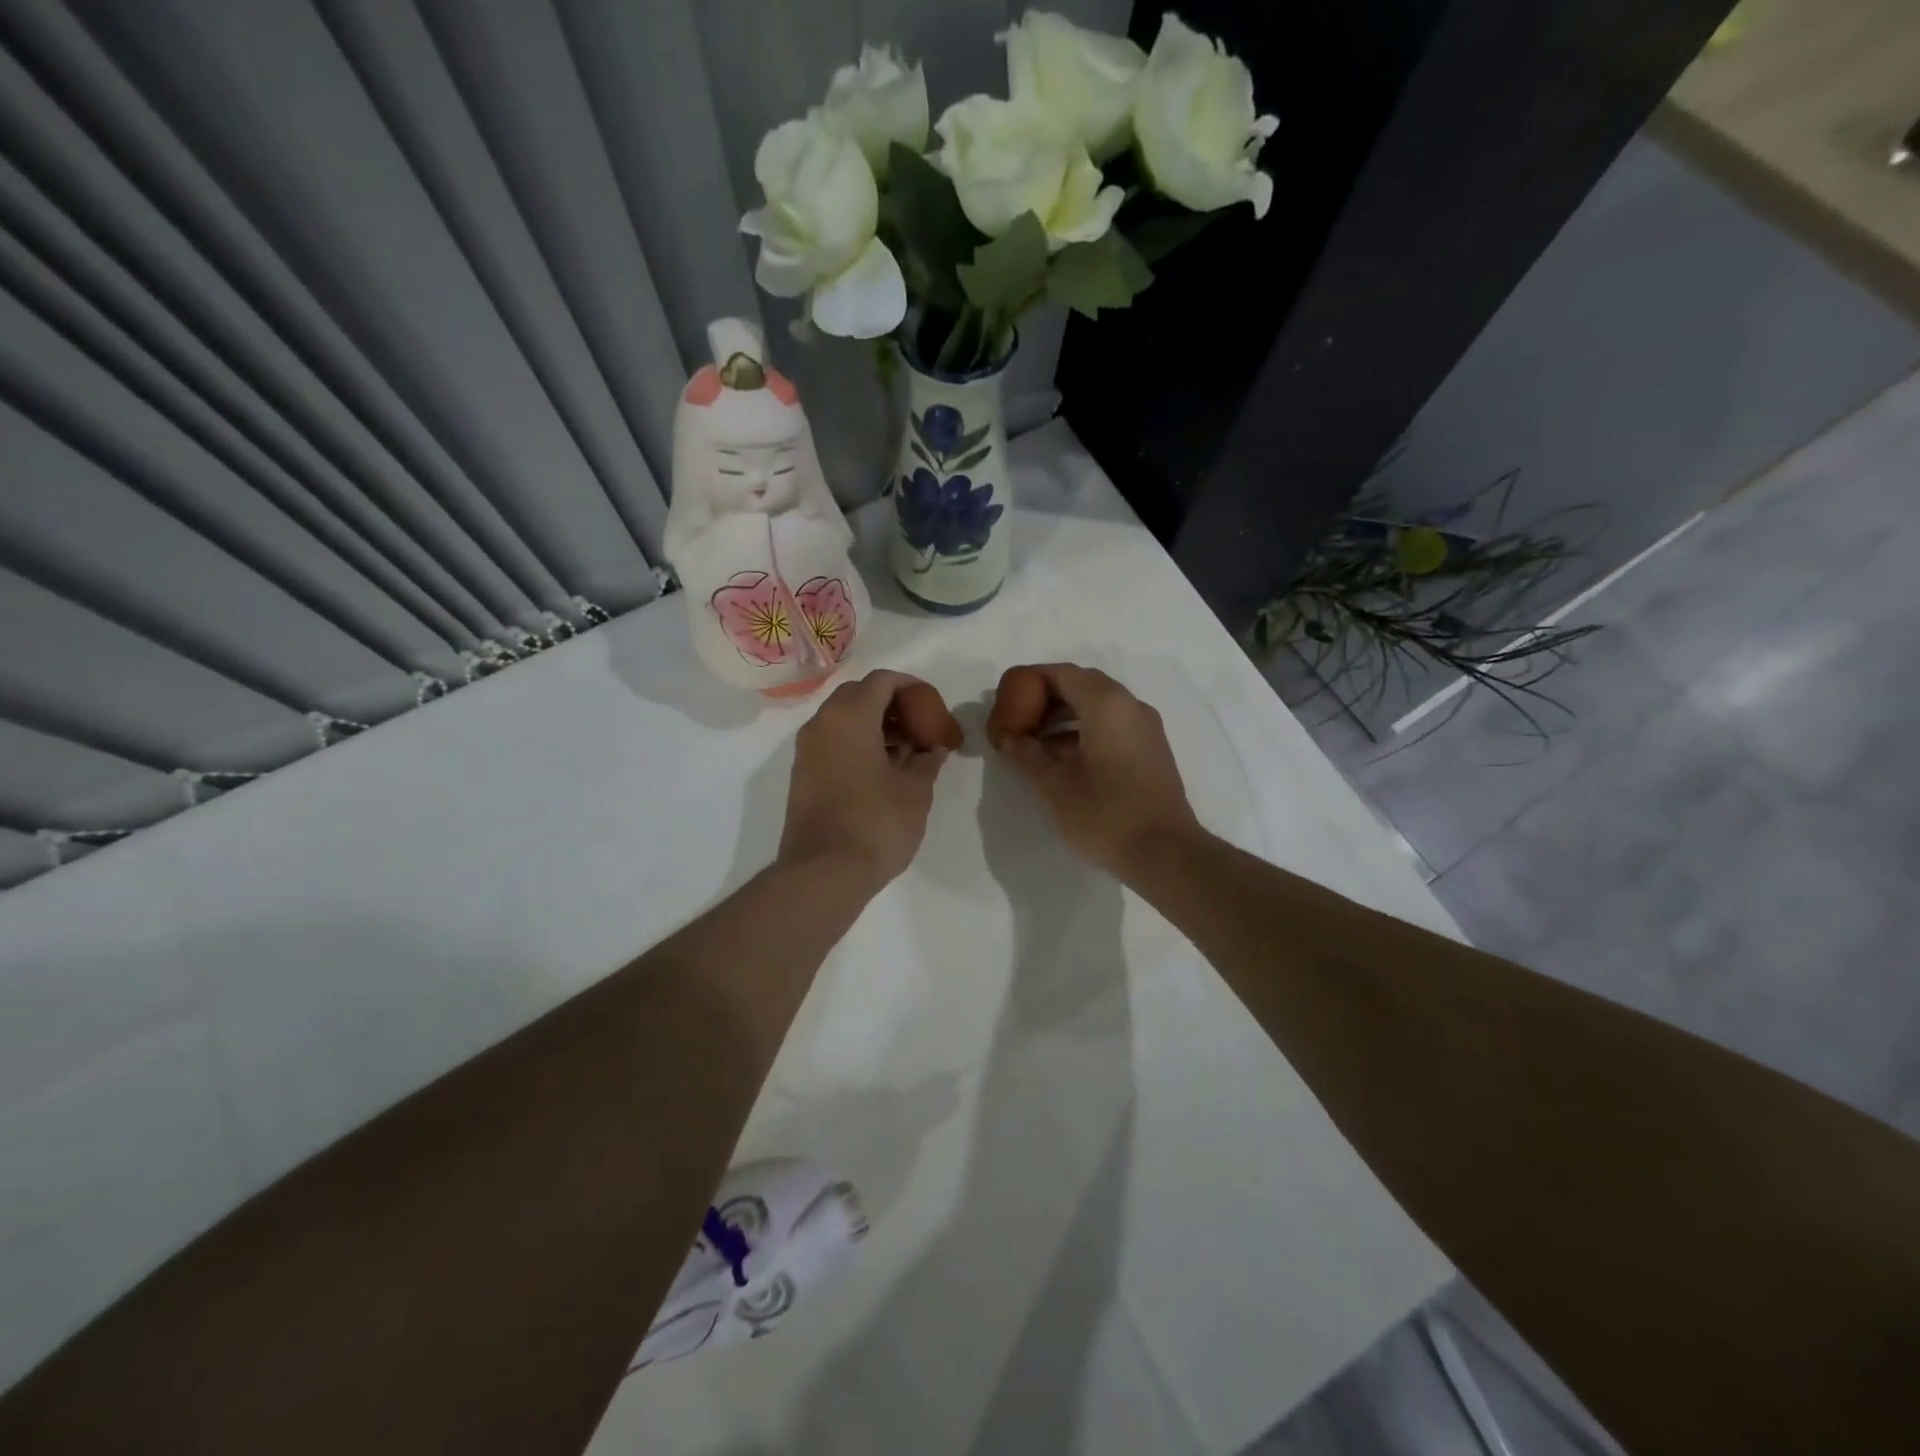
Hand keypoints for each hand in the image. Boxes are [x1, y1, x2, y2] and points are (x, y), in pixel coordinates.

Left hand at [779, 670, 962, 889]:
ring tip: (907, 753)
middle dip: (892, 705)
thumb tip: (932, 749)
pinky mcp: (803, 775)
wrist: (823, 873)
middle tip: (920, 728)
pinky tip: (883, 771)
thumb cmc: (876, 823)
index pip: (882, 681)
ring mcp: (807, 750)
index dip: (912, 687)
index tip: (933, 708)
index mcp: (849, 717)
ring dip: (875, 725)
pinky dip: (858, 744)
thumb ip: (926, 760)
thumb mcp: (915, 790)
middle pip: (859, 695)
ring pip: (843, 719)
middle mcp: (822, 724)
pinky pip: (833, 742)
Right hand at [986, 663, 1202, 878]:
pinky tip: (1063, 758)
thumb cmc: (1104, 813)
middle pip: (1082, 685)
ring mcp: (1145, 728)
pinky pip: (1113, 725)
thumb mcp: (1054, 784)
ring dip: (1065, 716)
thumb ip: (1027, 754)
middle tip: (1019, 719)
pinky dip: (1085, 731)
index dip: (1030, 680)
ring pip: (1099, 706)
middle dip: (1047, 698)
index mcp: (1106, 704)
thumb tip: (1010, 738)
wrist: (1165, 853)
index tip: (1006, 698)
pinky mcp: (1151, 750)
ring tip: (1035, 742)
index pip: (1062, 673)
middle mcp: (1130, 706)